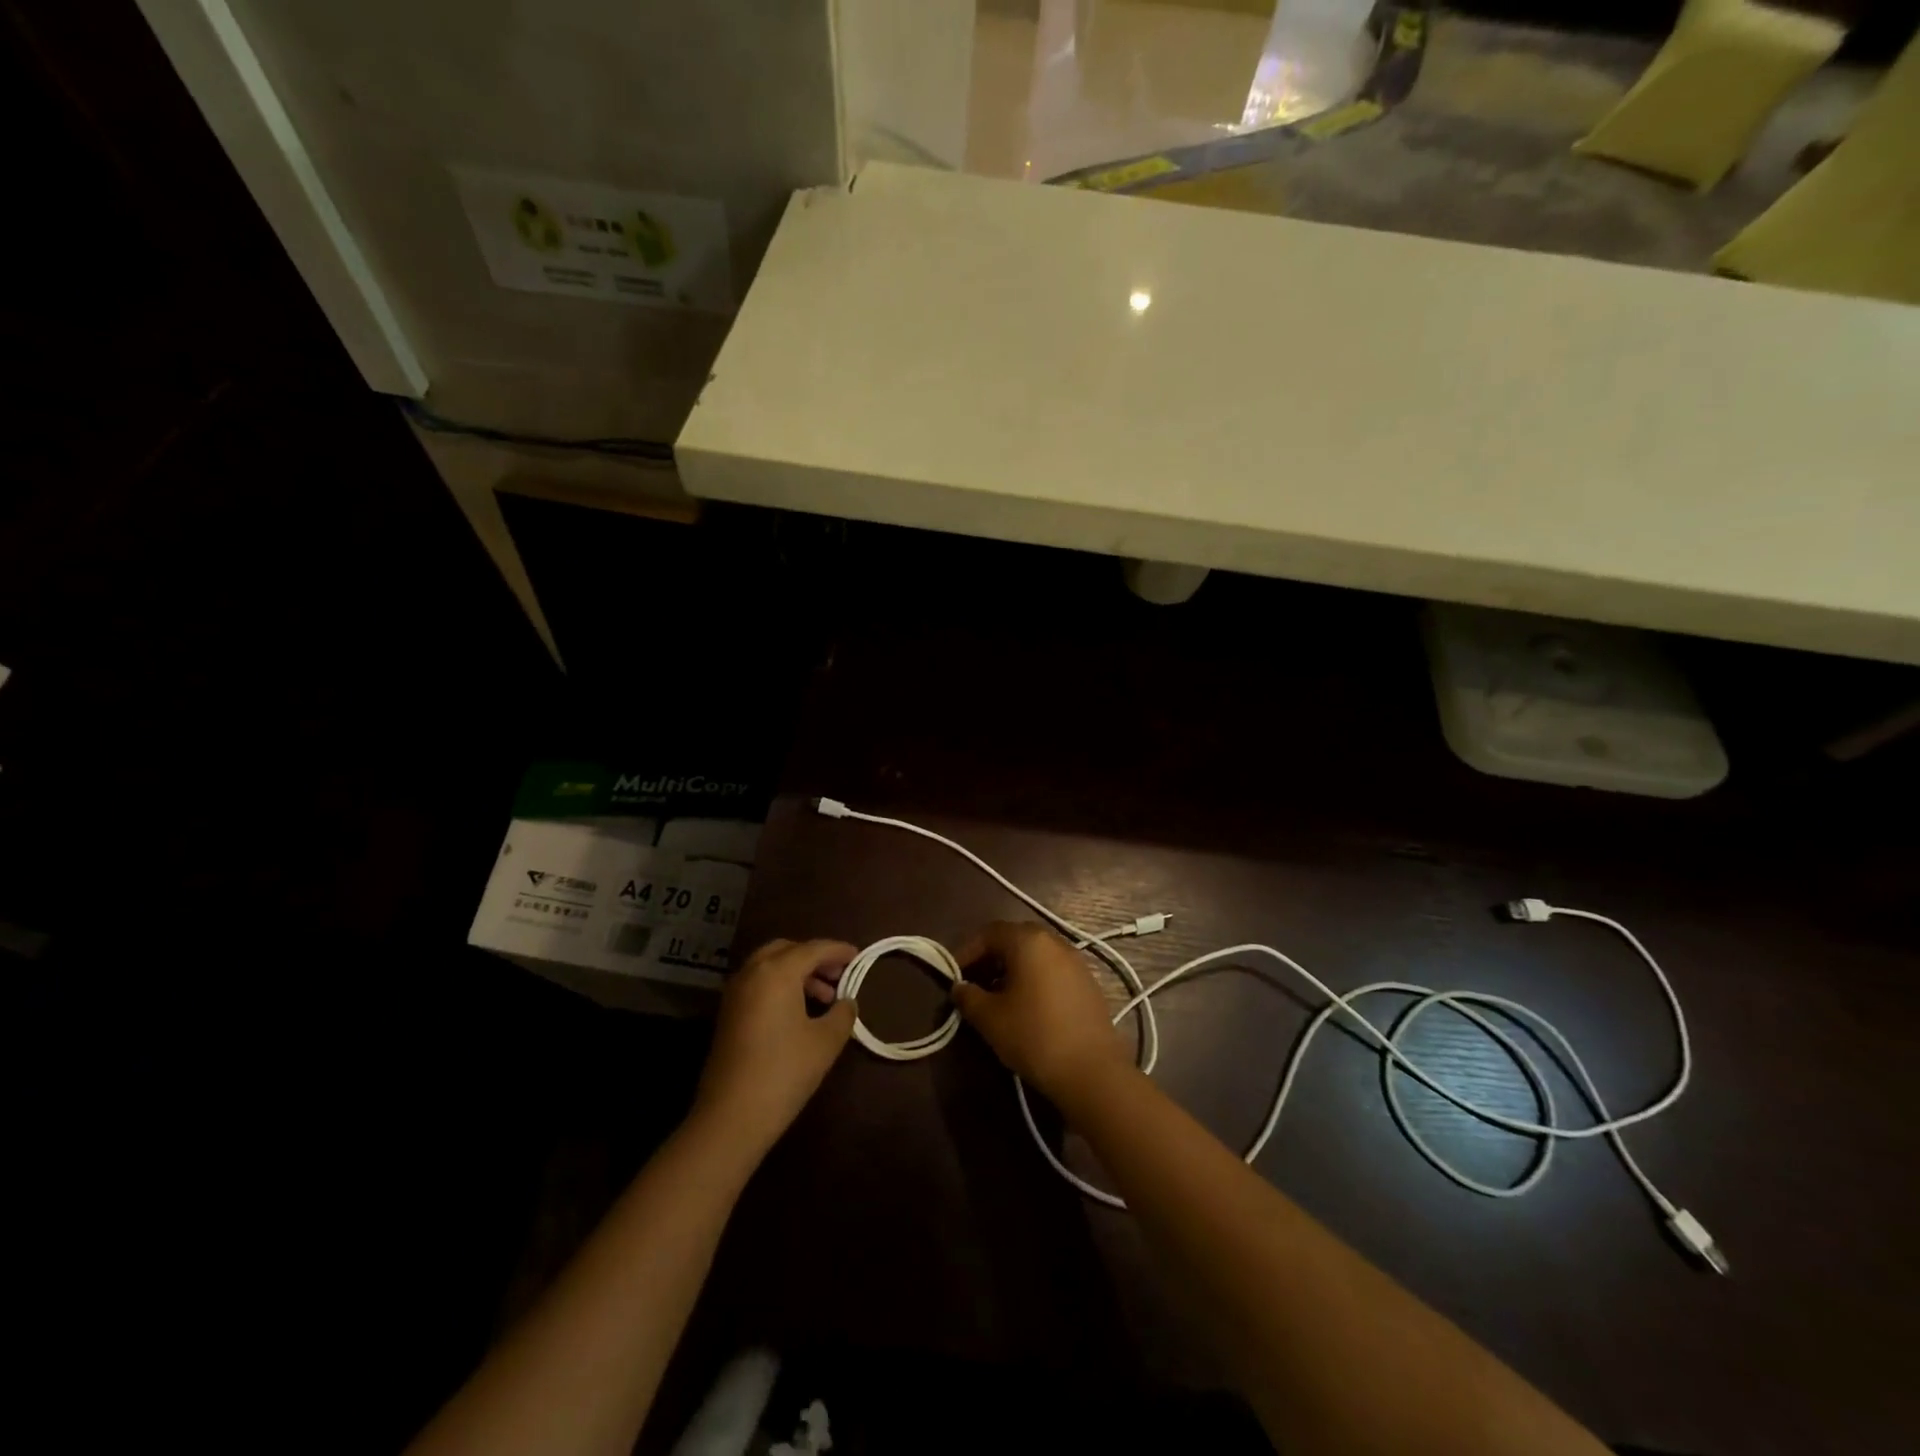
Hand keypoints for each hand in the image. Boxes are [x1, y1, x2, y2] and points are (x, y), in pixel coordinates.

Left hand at [694, 938, 858, 1153]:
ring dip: (798, 973)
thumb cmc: (784, 1071)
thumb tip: (846, 1002)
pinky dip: (780, 985)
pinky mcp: (727, 1013)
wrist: (731, 1117)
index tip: (858, 956)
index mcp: (777, 971)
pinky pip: (759, 984)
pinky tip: (799, 1012)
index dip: (839, 950)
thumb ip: (842, 1013)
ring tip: (824, 998)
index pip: (814, 949)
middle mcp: (752, 972)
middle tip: (838, 975)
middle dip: (814, 958)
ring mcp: (735, 992)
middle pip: (788, 950)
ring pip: (770, 966)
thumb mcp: (826, 1041)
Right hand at [952, 921, 1129, 1103]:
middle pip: (1014, 938)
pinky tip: (1027, 1006)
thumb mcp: (990, 1019)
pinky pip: (1053, 969)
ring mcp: (1076, 960)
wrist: (1092, 1070)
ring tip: (998, 996)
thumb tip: (959, 987)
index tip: (953, 974)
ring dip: (1013, 968)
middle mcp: (1054, 941)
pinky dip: (1034, 978)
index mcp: (1028, 941)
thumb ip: (968, 997)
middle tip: (974, 982)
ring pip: (1036, 954)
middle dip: (990, 957)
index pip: (989, 933)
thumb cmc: (1034, 1036)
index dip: (967, 951)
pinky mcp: (1088, 982)